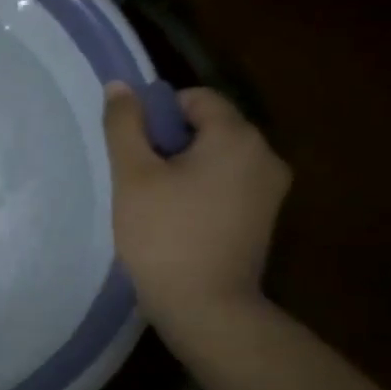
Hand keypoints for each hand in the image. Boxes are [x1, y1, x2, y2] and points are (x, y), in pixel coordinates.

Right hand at [102, 83, 290, 337]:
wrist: (203, 304)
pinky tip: (176, 219)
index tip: (134, 149)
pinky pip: (227, 183)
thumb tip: (120, 85)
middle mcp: (266, 154)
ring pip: (217, 157)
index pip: (196, 99)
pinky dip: (200, 189)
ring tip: (154, 202)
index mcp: (238, 137)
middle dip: (170, 143)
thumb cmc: (163, 233)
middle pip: (210, 127)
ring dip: (183, 167)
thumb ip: (124, 125)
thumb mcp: (132, 175)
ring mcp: (270, 189)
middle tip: (138, 178)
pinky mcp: (263, 216)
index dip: (158, 115)